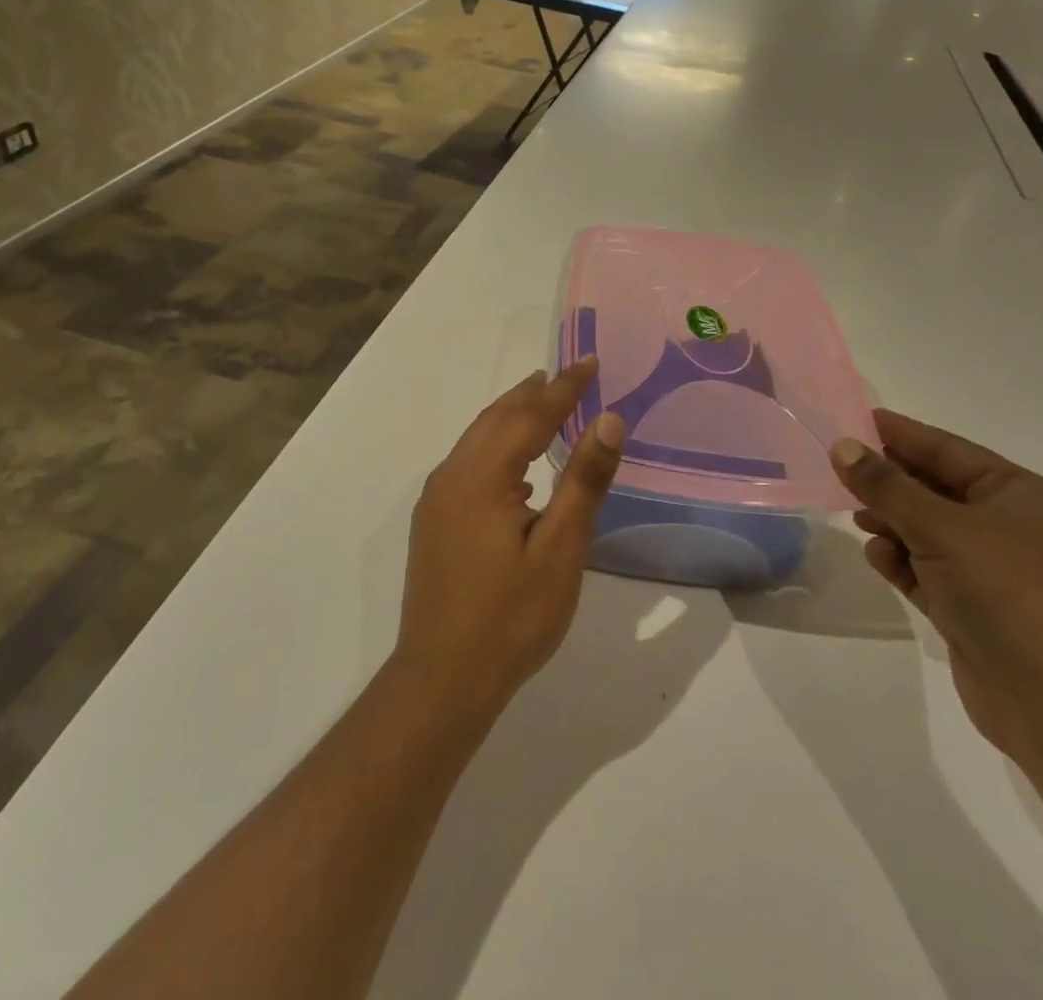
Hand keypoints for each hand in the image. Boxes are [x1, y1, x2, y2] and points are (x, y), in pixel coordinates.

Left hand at [393, 359, 625, 719]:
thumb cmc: (510, 617)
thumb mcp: (560, 549)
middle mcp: (452, 476)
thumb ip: (584, 480)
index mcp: (482, 475)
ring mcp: (437, 499)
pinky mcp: (433, 522)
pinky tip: (516, 466)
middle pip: (496, 418)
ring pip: (478, 439)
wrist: (441, 680)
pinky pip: (468, 462)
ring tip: (542, 402)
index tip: (590, 362)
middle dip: (534, 393)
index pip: (530, 415)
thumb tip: (609, 419)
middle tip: (567, 374)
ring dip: (512, 416)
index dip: (564, 388)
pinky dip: (496, 445)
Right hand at [831, 411, 1042, 771]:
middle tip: (837, 470)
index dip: (899, 433)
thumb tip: (842, 447)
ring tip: (856, 519)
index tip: (852, 419)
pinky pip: (924, 570)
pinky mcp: (971, 608)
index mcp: (1016, 494)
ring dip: (890, 523)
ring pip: (924, 530)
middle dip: (888, 482)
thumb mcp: (941, 527)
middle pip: (932, 488)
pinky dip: (899, 561)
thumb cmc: (1007, 593)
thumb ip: (886, 486)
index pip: (946, 449)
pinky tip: (877, 558)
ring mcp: (989, 570)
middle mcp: (1005, 526)